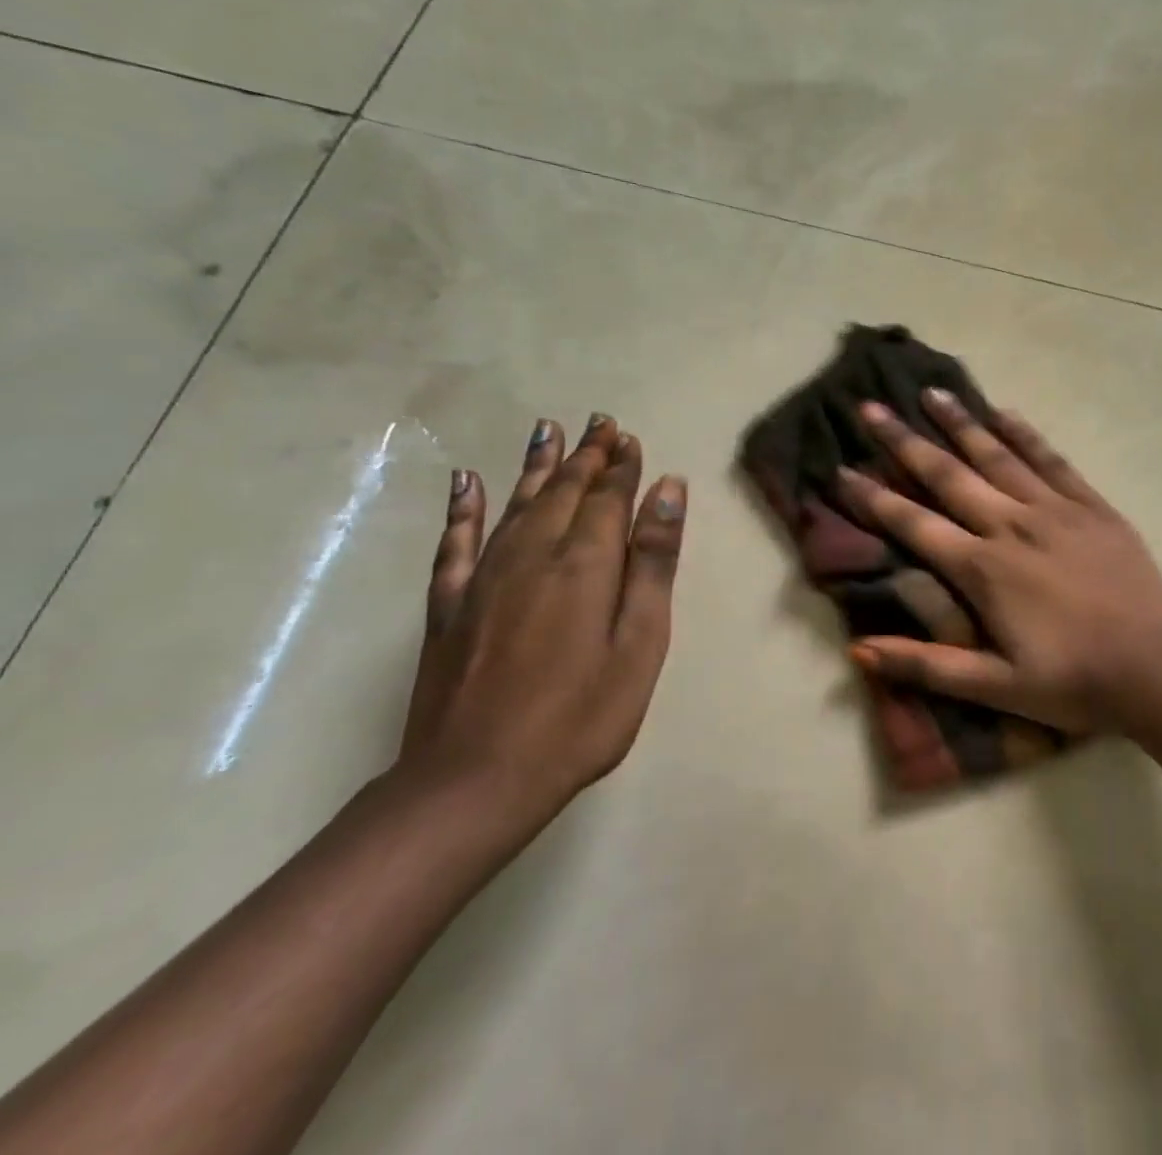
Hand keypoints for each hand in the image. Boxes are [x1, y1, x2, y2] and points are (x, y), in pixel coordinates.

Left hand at [398, 414, 687, 824]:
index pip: (608, 498)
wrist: (475, 782)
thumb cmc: (581, 717)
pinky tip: (468, 481)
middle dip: (586, 455)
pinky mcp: (449, 606)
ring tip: (548, 430)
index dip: (622, 466)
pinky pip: (456, 542)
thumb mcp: (640, 642)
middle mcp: (532, 555)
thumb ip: (653, 562)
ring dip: (536, 465)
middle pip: (563, 491)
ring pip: (515, 504)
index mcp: (585, 564)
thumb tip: (668, 490)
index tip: (629, 437)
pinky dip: (464, 508)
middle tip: (600, 423)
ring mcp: (484, 578)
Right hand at [837, 391, 1161, 733]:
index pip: (914, 524)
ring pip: (997, 455)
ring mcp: (1054, 510)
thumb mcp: (994, 689)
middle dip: (905, 441)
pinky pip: (1052, 460)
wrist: (1157, 667)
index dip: (874, 497)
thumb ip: (926, 666)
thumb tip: (857, 650)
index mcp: (982, 569)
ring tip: (931, 392)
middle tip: (871, 407)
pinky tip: (1005, 412)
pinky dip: (1025, 434)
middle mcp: (1011, 526)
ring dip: (960, 423)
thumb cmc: (1073, 681)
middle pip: (948, 475)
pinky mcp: (1091, 506)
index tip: (842, 469)